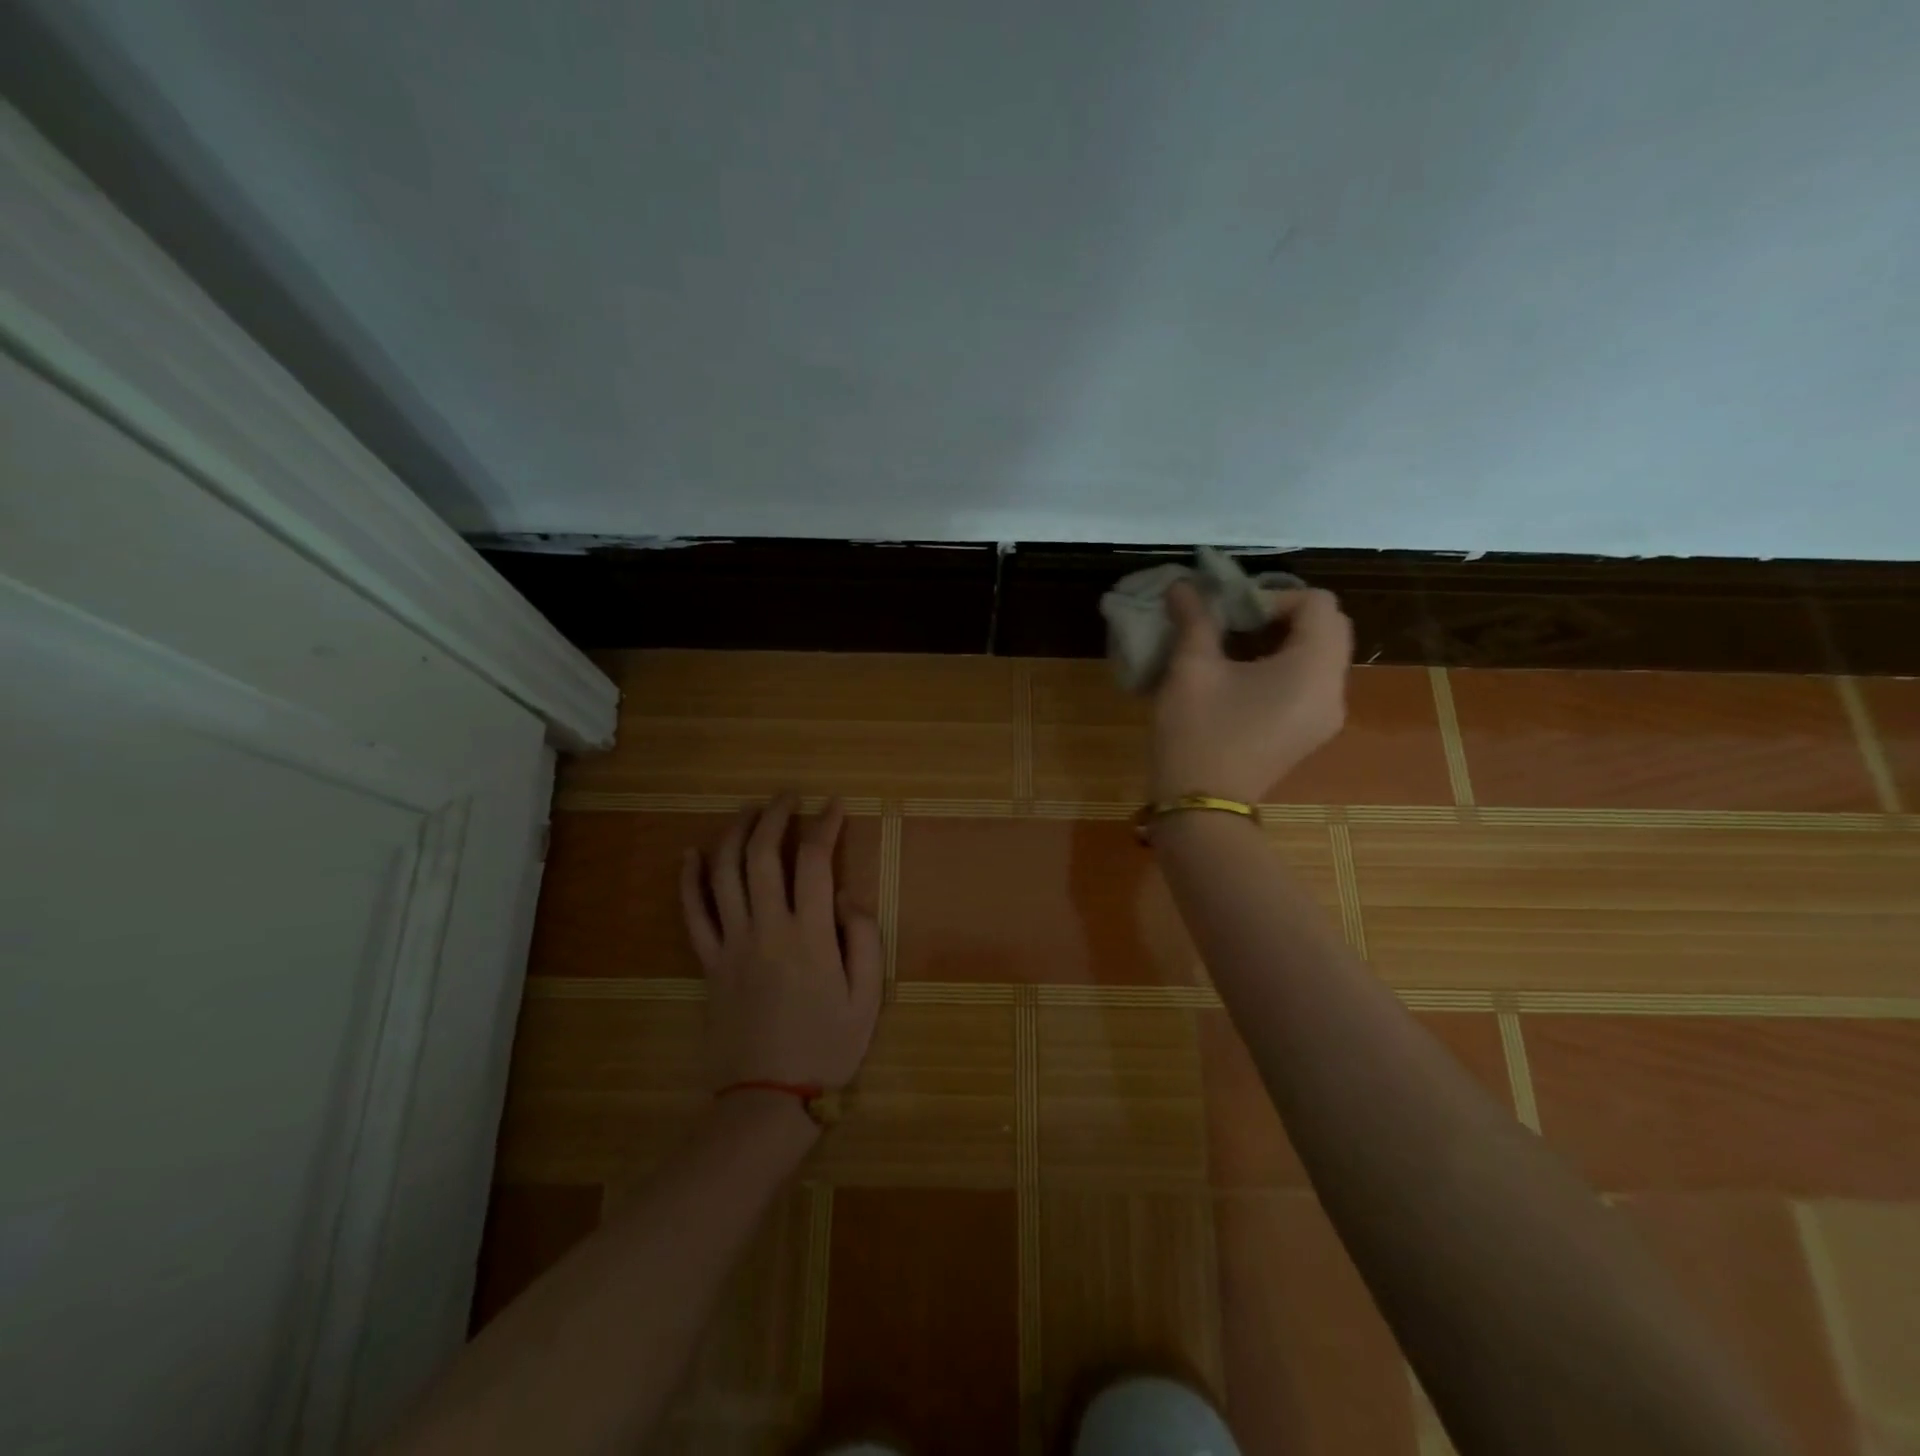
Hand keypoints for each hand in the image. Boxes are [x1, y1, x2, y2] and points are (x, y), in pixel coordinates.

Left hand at [680, 795, 882, 1096]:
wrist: (767, 1100)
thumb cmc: (826, 1049)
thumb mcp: (867, 998)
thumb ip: (864, 939)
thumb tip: (846, 895)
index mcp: (810, 935)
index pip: (815, 862)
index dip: (826, 825)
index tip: (835, 805)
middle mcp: (766, 928)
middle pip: (762, 855)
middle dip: (775, 816)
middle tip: (788, 796)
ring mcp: (731, 944)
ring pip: (724, 874)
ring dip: (734, 834)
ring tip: (749, 811)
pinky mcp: (708, 963)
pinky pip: (692, 914)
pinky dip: (689, 880)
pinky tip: (691, 854)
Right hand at [1149, 581, 1354, 802]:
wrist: (1200, 808)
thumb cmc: (1198, 733)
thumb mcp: (1191, 669)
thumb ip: (1195, 620)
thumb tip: (1182, 585)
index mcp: (1313, 668)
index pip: (1318, 604)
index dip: (1274, 596)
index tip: (1232, 613)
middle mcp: (1334, 690)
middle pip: (1328, 628)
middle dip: (1282, 616)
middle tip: (1235, 624)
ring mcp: (1326, 717)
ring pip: (1320, 656)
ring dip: (1283, 641)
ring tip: (1234, 650)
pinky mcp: (1310, 734)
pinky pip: (1310, 684)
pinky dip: (1285, 668)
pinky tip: (1242, 681)